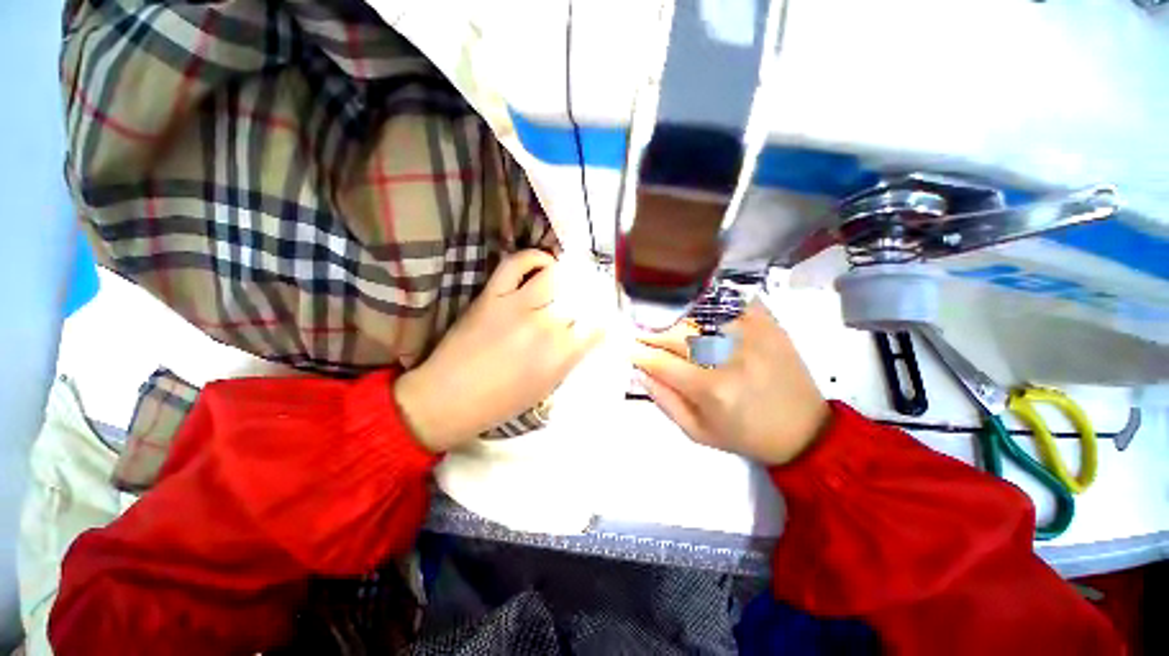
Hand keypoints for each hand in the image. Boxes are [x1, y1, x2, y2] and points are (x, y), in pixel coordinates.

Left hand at [394, 250, 602, 451]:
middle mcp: (546, 326)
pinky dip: (534, 258)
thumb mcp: (546, 388)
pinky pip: (517, 263)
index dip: (601, 320)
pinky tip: (543, 264)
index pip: (597, 327)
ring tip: (563, 281)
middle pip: (578, 300)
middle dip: (585, 299)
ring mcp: (518, 306)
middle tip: (582, 300)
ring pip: (554, 277)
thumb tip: (582, 334)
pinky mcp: (493, 295)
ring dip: (564, 278)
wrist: (448, 398)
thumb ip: (569, 358)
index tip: (598, 319)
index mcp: (561, 355)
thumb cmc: (501, 403)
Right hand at [631, 302, 828, 465]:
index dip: (637, 353)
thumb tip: (640, 371)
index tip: (625, 347)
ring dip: (673, 312)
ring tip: (660, 316)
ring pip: (699, 311)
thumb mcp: (698, 432)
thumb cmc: (746, 435)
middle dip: (649, 331)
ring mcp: (752, 333)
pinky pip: (732, 299)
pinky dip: (710, 297)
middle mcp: (730, 355)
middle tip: (637, 330)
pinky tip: (695, 301)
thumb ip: (664, 400)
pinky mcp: (768, 323)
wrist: (804, 430)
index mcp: (712, 389)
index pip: (660, 362)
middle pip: (676, 332)